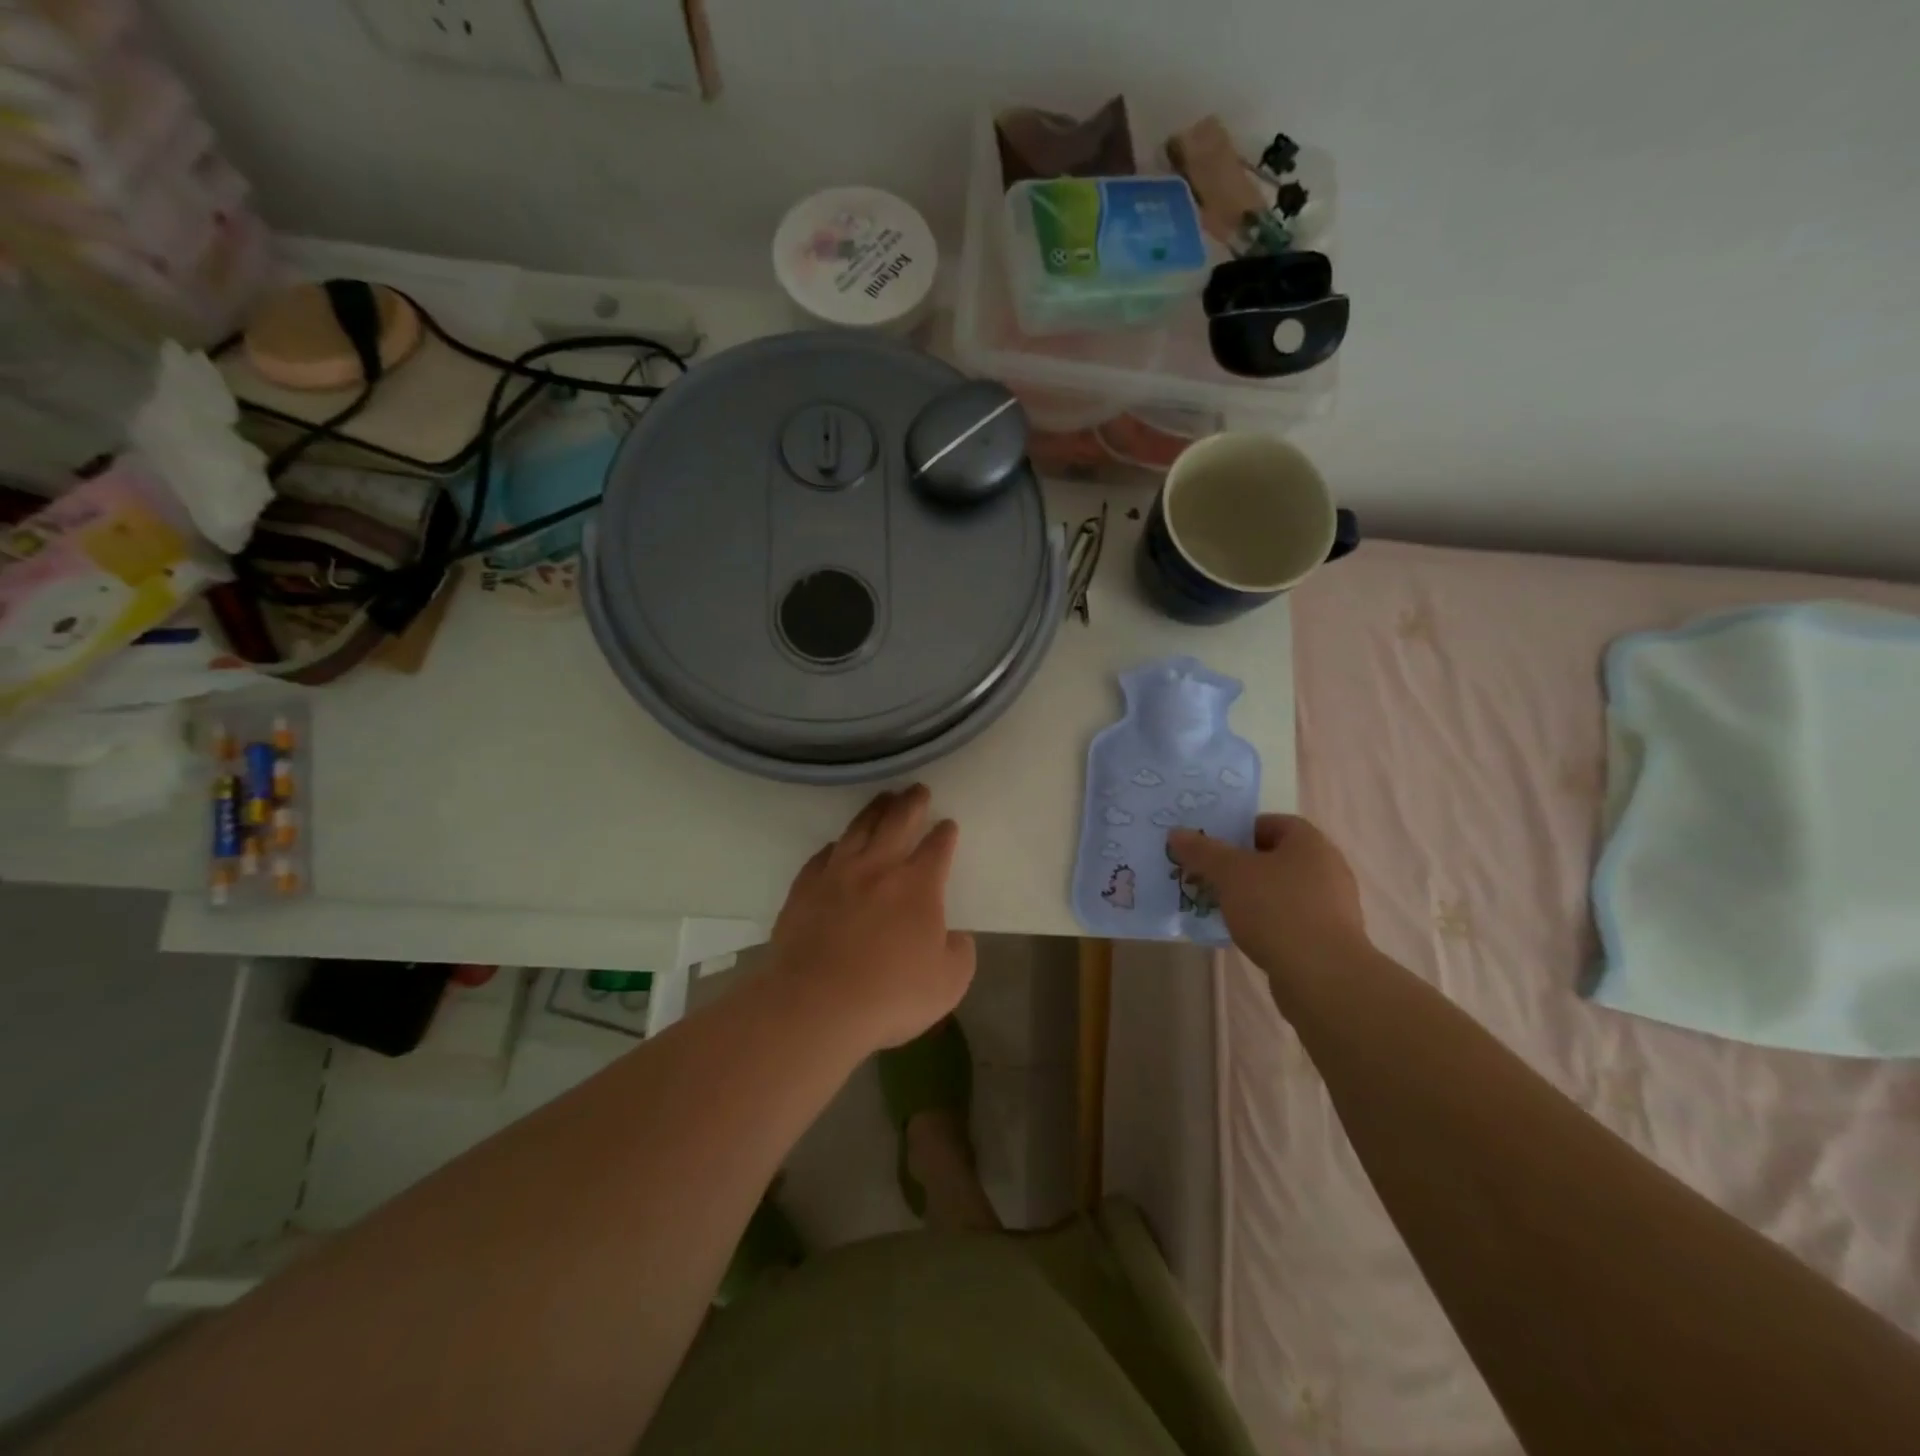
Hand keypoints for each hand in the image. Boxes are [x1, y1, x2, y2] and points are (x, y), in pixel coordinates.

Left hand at [768, 785, 976, 1053]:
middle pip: (897, 822)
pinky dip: (837, 845)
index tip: (948, 824)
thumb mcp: (948, 983)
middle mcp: (878, 868)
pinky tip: (839, 844)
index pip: (937, 848)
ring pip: (859, 829)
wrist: (816, 1004)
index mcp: (917, 886)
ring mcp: (837, 874)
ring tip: (883, 798)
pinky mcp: (805, 889)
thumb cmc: (890, 995)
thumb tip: (955, 937)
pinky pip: (824, 855)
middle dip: (911, 803)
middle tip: (917, 789)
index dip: (945, 834)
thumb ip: (959, 953)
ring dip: (875, 810)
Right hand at [1168, 815, 1369, 979]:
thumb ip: (1202, 851)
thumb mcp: (1230, 874)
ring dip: (1251, 895)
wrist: (1322, 976)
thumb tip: (1176, 833)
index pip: (1272, 823)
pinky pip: (1290, 918)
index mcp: (1310, 843)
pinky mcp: (1329, 938)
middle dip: (1239, 866)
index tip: (1212, 847)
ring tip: (1220, 906)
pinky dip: (1267, 921)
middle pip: (1275, 857)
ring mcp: (1332, 905)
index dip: (1239, 830)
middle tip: (1208, 876)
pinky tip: (1245, 934)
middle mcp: (1327, 868)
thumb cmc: (1277, 910)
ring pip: (1281, 890)